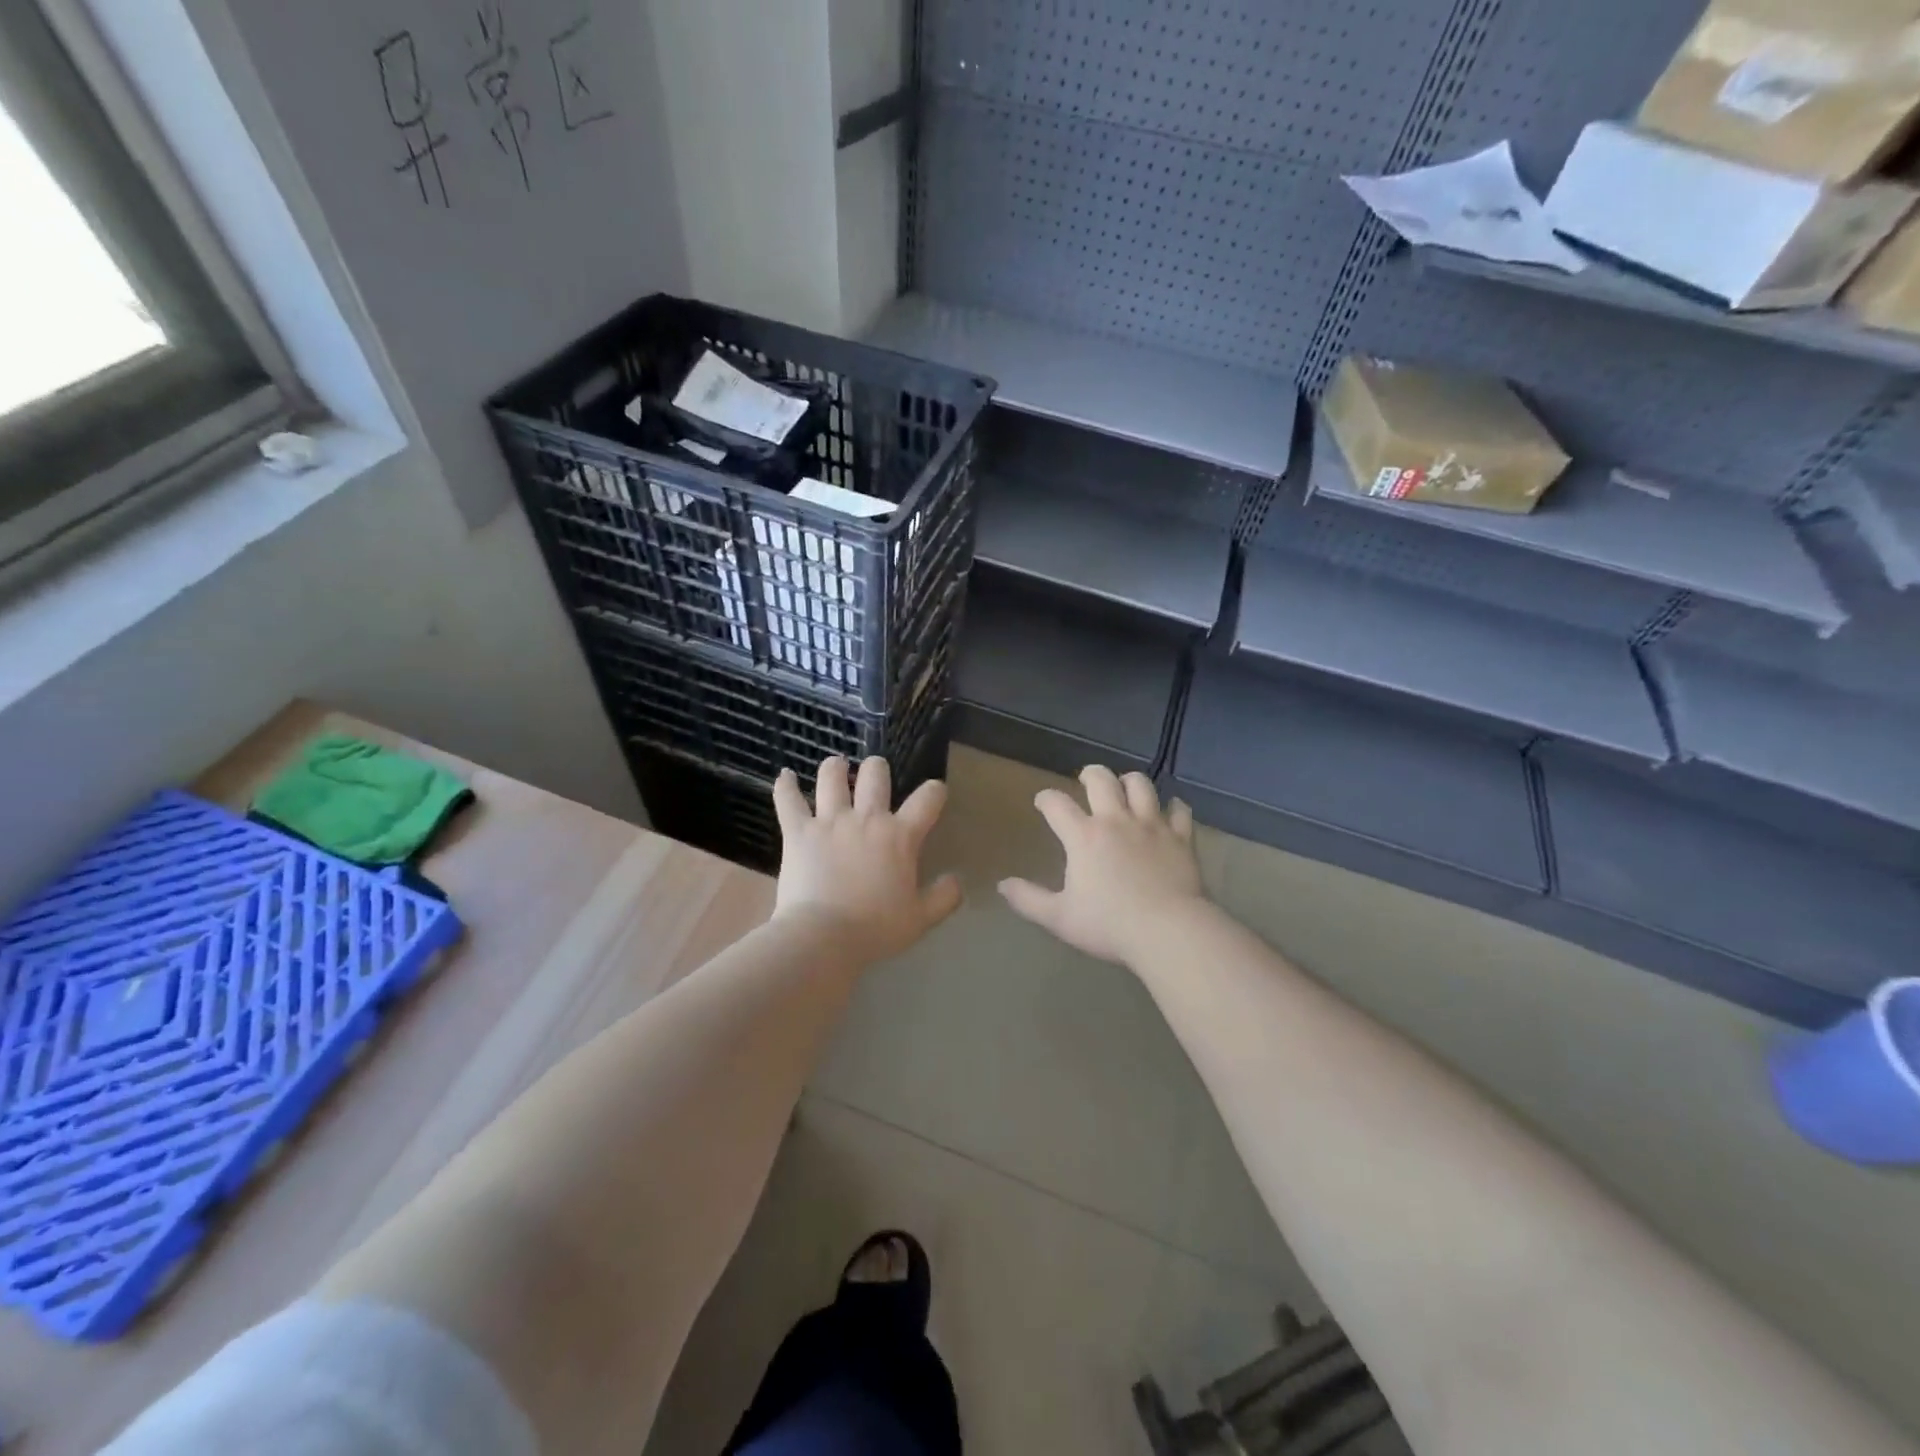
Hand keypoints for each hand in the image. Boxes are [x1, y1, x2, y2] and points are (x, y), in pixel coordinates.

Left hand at [773, 756, 962, 962]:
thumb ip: (944, 897)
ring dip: (835, 768)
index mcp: (900, 836)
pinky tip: (786, 777)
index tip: (934, 793)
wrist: (823, 938)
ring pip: (832, 777)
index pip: (927, 799)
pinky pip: (788, 800)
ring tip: (836, 767)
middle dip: (877, 769)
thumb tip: (956, 880)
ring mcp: (829, 822)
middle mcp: (866, 819)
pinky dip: (786, 786)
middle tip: (875, 775)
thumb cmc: (875, 929)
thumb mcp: (920, 919)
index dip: (935, 791)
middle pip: (875, 774)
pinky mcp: (798, 832)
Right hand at [998, 766, 1208, 964]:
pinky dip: (1174, 807)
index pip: (1056, 804)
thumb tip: (1002, 885)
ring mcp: (1152, 825)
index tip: (1043, 802)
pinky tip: (1170, 810)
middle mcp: (1116, 820)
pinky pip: (1179, 811)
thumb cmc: (1109, 925)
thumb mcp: (1059, 918)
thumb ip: (1028, 899)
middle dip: (1090, 774)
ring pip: (1141, 785)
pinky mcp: (1181, 837)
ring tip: (1125, 787)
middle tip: (1086, 779)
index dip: (1046, 799)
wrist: (1169, 931)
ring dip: (1130, 782)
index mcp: (1083, 837)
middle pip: (1101, 780)